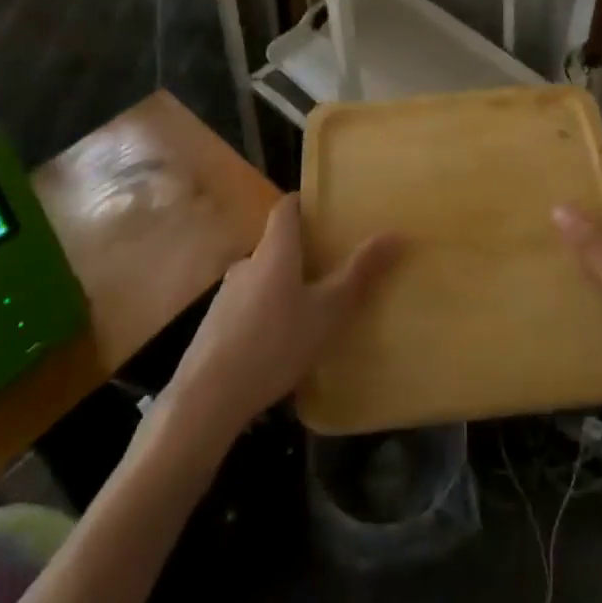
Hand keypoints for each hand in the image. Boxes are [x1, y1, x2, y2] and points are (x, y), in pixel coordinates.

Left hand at [168, 194, 399, 437]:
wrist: (206, 399)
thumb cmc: (274, 343)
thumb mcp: (327, 311)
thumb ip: (359, 273)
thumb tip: (395, 232)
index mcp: (275, 250)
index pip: (287, 208)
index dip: (305, 203)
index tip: (327, 209)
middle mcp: (247, 263)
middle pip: (276, 244)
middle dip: (301, 252)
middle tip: (331, 266)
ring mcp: (226, 296)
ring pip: (261, 279)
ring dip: (283, 287)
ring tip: (309, 310)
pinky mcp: (214, 328)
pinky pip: (247, 308)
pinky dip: (265, 315)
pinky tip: (280, 345)